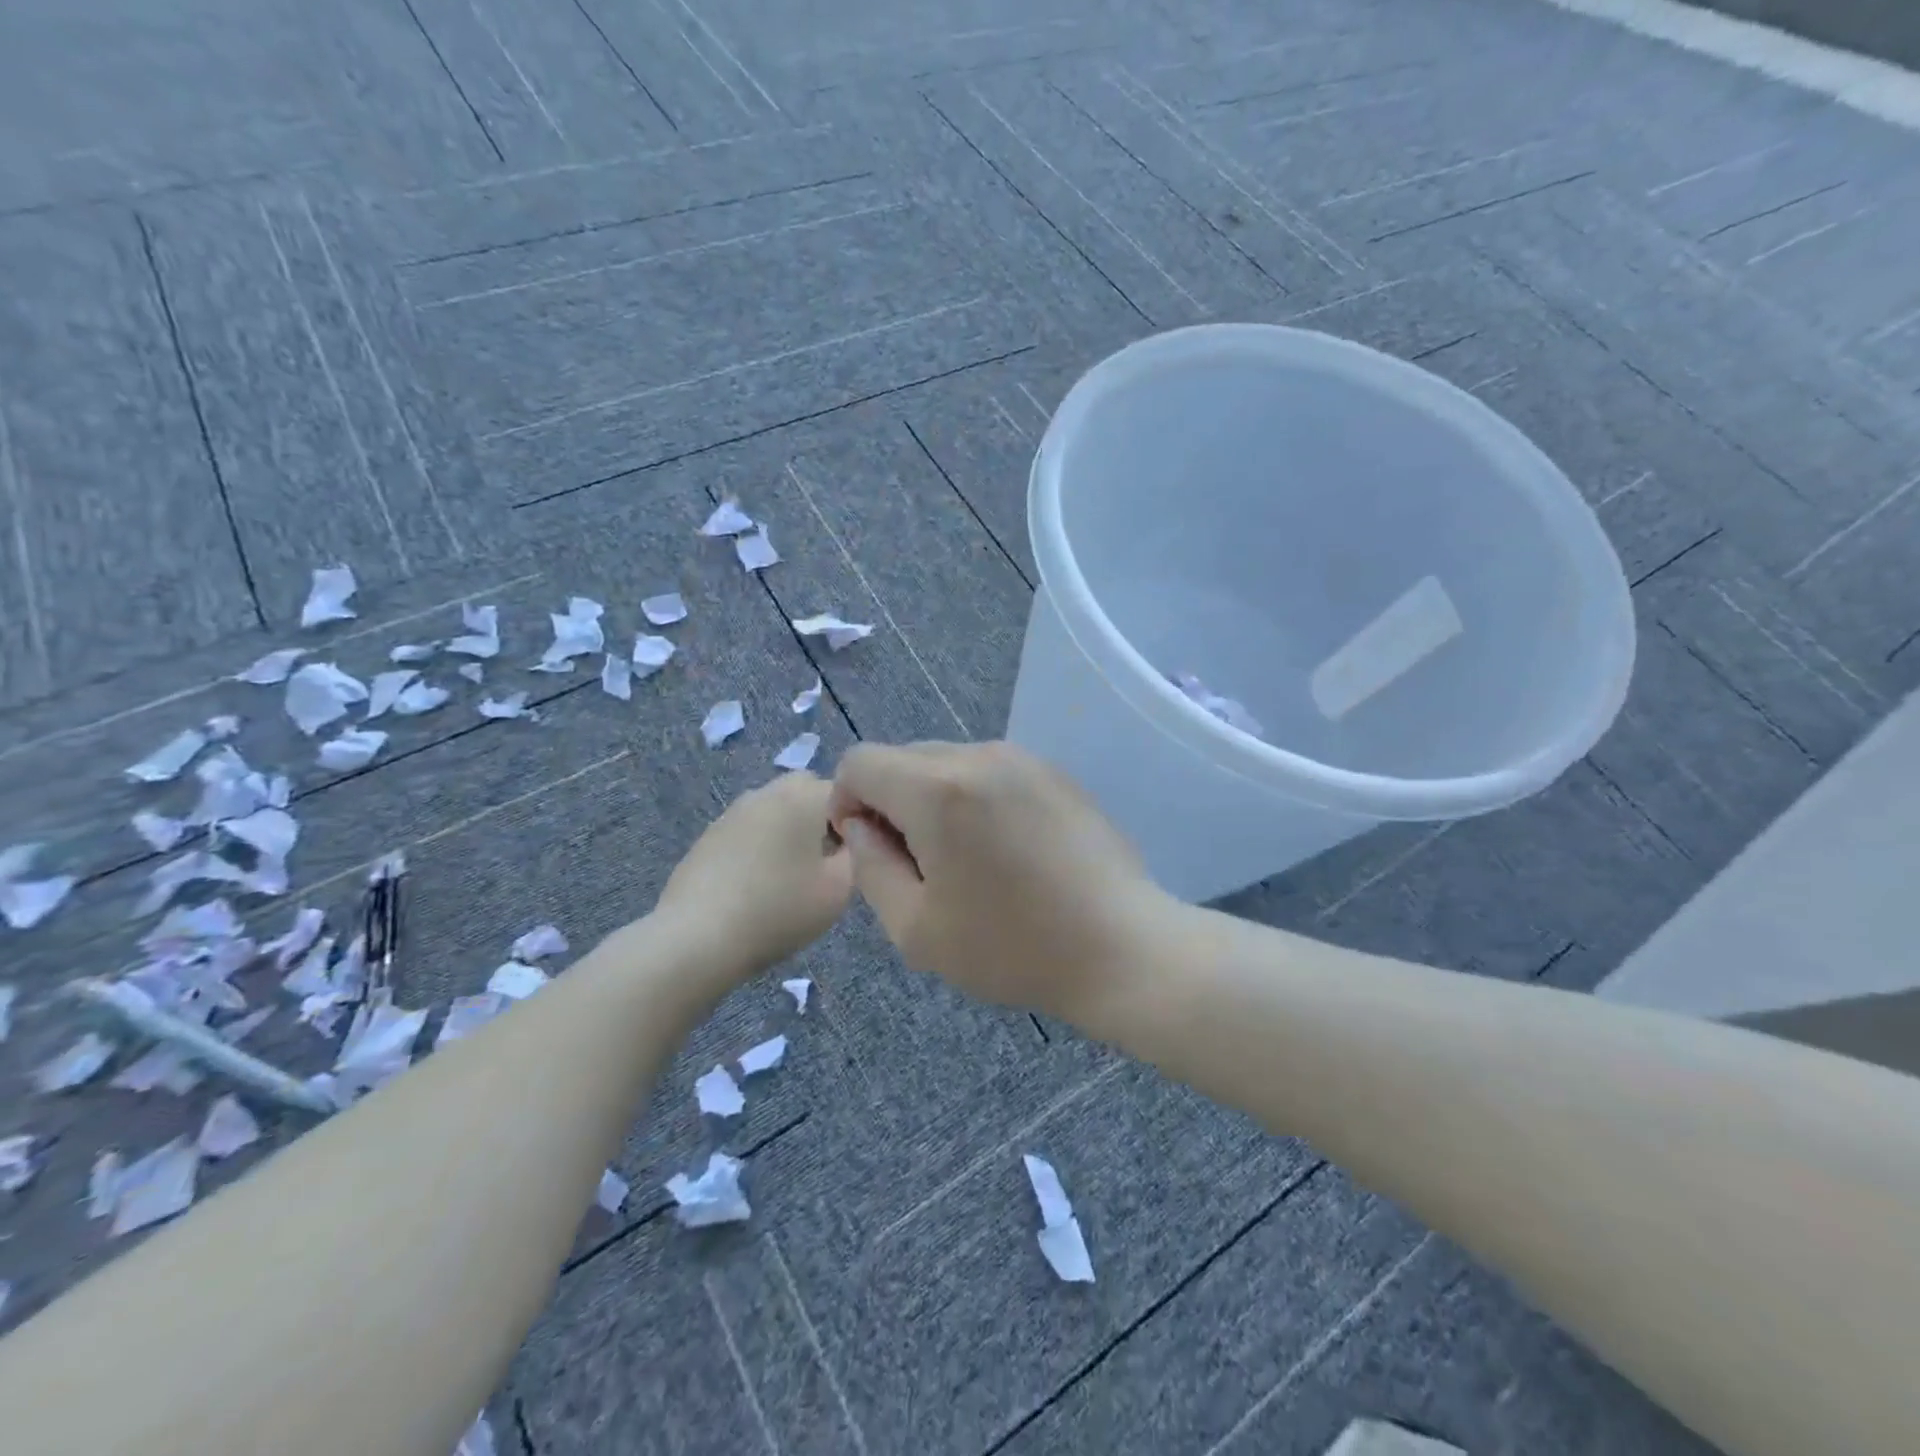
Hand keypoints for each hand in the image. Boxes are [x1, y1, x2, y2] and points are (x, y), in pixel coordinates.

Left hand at [656, 771, 852, 976]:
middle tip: (825, 861)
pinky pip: (750, 829)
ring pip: (776, 808)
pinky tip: (757, 883)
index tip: (853, 855)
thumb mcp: (840, 889)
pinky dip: (761, 845)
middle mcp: (768, 792)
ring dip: (790, 829)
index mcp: (804, 796)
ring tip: (789, 875)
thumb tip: (853, 840)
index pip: (847, 791)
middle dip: (822, 817)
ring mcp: (734, 811)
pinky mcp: (710, 834)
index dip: (857, 820)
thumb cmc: (778, 910)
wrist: (698, 937)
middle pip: (808, 791)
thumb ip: (858, 855)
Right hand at [827, 741, 1173, 1023]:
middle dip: (892, 803)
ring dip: (935, 801)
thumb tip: (861, 825)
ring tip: (968, 861)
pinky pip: (989, 771)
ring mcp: (1023, 758)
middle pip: (903, 758)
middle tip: (921, 866)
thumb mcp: (915, 927)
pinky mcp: (1054, 772)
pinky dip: (975, 799)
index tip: (872, 850)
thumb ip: (870, 866)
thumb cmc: (1012, 947)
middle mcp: (979, 755)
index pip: (860, 762)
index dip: (847, 803)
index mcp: (938, 789)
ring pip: (947, 762)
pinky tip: (1007, 850)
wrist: (1121, 946)